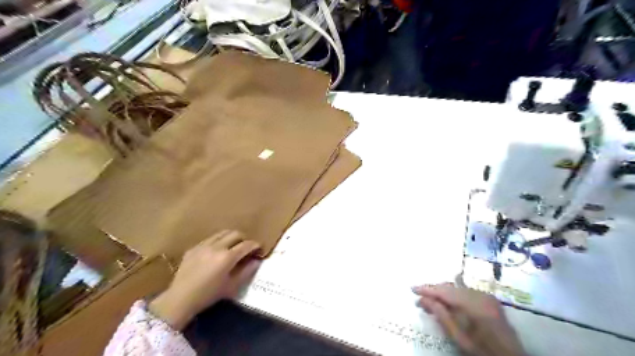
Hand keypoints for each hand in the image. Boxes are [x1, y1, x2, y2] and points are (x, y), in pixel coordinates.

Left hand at [149, 231, 259, 330]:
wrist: (180, 299)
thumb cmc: (209, 295)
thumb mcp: (232, 286)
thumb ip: (247, 271)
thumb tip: (257, 261)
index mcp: (227, 257)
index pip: (246, 245)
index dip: (256, 245)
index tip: (259, 249)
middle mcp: (216, 247)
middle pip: (236, 234)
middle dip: (244, 239)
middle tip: (246, 248)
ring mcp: (203, 245)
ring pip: (223, 233)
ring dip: (231, 237)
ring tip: (232, 246)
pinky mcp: (194, 247)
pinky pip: (210, 239)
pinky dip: (218, 242)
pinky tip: (216, 252)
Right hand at [413, 284, 525, 355]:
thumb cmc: (481, 350)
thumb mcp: (457, 336)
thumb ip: (440, 314)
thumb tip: (422, 299)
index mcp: (471, 304)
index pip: (443, 291)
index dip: (427, 289)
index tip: (412, 289)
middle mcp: (479, 294)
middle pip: (450, 287)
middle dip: (435, 291)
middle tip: (421, 300)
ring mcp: (486, 295)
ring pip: (458, 288)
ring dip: (444, 293)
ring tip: (433, 301)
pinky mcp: (490, 299)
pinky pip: (467, 291)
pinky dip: (456, 295)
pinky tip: (449, 301)